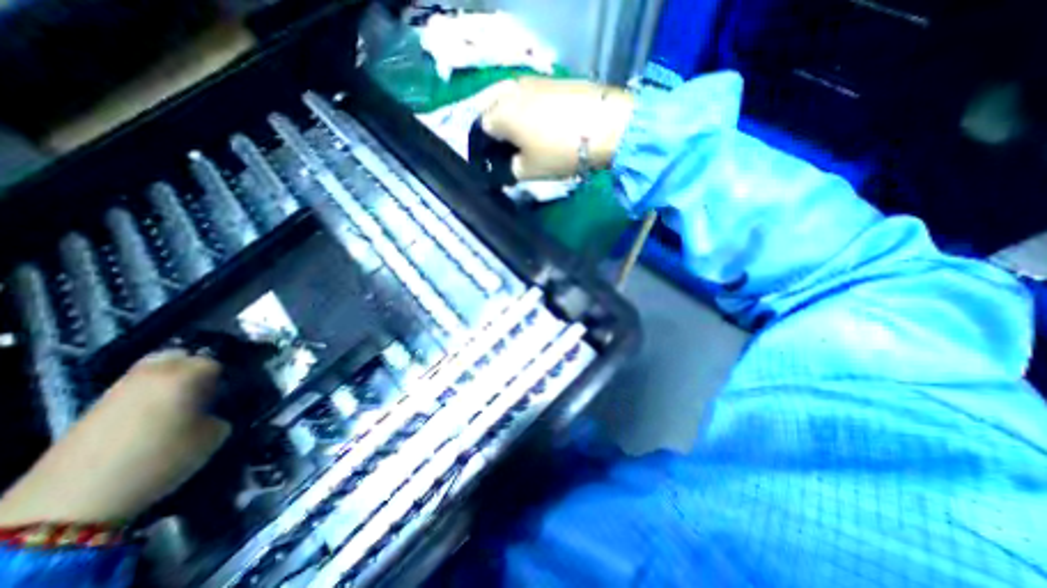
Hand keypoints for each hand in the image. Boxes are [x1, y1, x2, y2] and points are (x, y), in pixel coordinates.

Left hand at [1, 351, 229, 524]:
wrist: (73, 499)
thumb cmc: (161, 458)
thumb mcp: (212, 436)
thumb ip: (221, 414)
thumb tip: (216, 411)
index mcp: (186, 375)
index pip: (216, 364)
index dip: (225, 379)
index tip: (227, 396)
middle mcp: (154, 372)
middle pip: (182, 357)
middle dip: (195, 370)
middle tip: (204, 394)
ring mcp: (120, 387)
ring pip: (155, 370)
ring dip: (171, 381)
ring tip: (179, 406)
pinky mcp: (96, 406)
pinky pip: (135, 388)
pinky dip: (149, 395)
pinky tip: (152, 419)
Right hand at [477, 75, 633, 178]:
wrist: (606, 126)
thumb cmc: (559, 151)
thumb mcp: (528, 171)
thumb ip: (509, 171)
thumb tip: (504, 167)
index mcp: (499, 112)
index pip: (481, 129)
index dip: (487, 148)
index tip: (498, 162)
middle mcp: (511, 89)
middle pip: (495, 110)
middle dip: (499, 131)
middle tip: (511, 150)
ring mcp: (534, 80)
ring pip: (514, 101)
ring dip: (515, 119)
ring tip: (528, 139)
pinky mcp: (555, 80)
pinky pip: (532, 96)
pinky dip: (532, 110)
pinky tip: (544, 125)